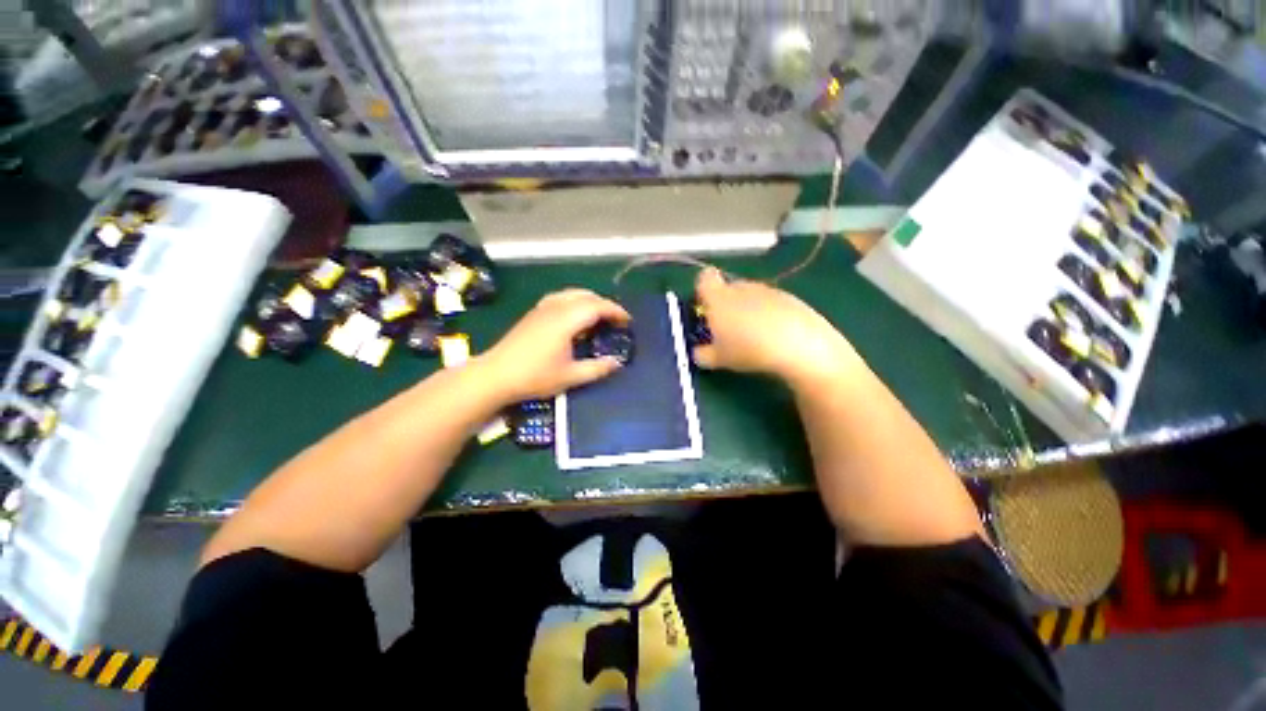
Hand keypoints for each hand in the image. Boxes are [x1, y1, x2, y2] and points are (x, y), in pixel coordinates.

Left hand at [477, 289, 629, 402]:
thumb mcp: (570, 376)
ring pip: (572, 293)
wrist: (495, 375)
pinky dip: (575, 302)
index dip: (615, 311)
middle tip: (615, 320)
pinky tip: (574, 316)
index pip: (597, 306)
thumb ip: (596, 368)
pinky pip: (560, 298)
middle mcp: (555, 307)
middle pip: (586, 296)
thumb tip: (617, 363)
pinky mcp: (534, 313)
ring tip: (598, 317)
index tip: (627, 321)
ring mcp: (542, 308)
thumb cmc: (534, 376)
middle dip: (605, 304)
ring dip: (590, 301)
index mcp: (566, 320)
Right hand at [691, 268, 858, 385]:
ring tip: (754, 336)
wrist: (799, 345)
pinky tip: (775, 336)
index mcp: (719, 297)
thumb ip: (703, 354)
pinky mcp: (790, 297)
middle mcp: (741, 287)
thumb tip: (698, 353)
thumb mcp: (719, 359)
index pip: (704, 278)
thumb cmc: (748, 349)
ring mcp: (767, 290)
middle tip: (728, 330)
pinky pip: (771, 303)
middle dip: (726, 304)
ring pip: (751, 296)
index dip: (703, 291)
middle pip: (728, 288)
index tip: (705, 309)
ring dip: (748, 310)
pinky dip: (769, 314)